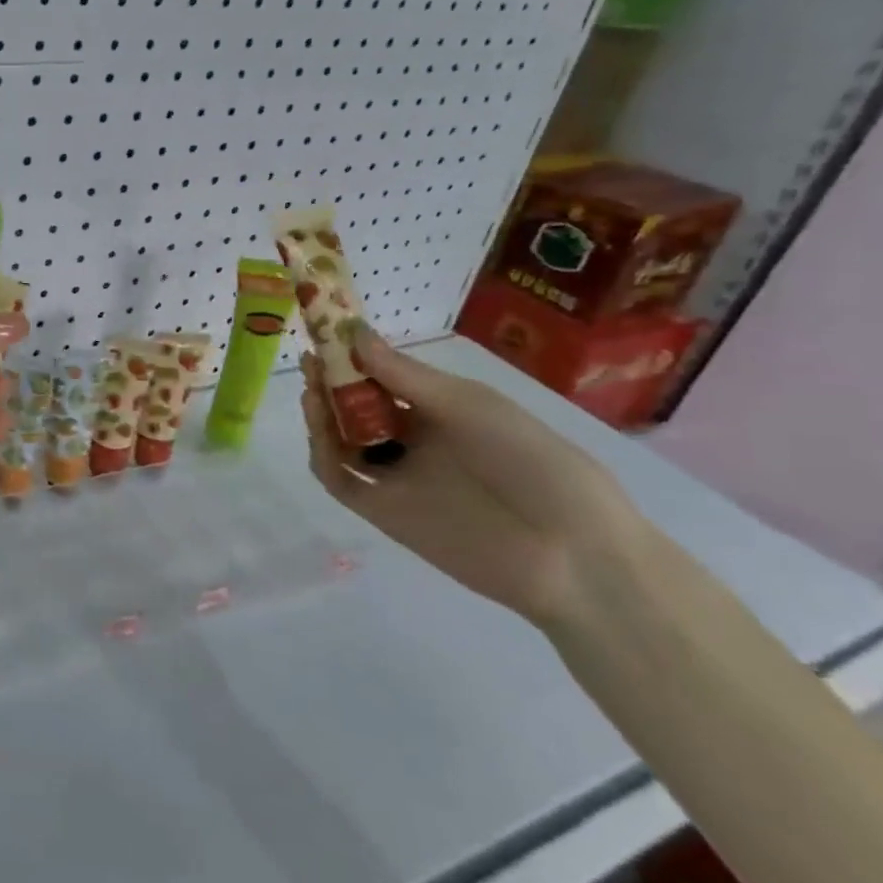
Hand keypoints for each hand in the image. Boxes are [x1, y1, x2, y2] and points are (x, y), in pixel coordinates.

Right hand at [299, 330, 651, 624]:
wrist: (570, 551)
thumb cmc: (531, 462)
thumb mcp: (470, 407)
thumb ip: (405, 375)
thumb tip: (352, 331)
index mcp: (441, 411)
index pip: (384, 377)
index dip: (353, 357)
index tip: (327, 334)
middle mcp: (414, 440)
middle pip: (356, 408)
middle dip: (331, 383)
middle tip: (312, 362)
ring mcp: (397, 477)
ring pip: (342, 442)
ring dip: (321, 416)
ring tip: (312, 391)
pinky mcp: (384, 512)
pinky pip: (342, 482)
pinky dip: (323, 457)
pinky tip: (320, 434)